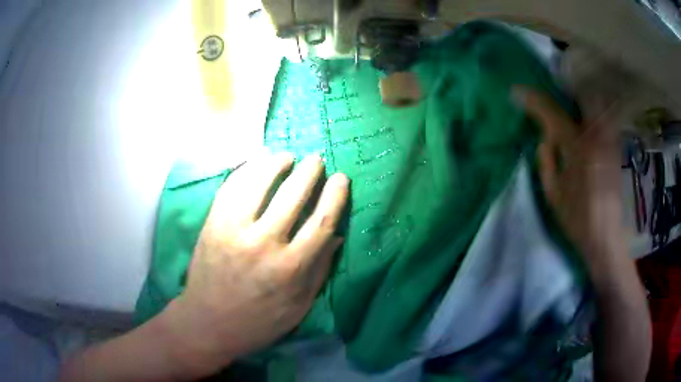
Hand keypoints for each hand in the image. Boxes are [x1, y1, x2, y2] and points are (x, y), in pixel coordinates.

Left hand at [160, 152, 348, 375]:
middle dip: (309, 172)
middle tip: (316, 159)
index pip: (322, 221)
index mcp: (291, 268)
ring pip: (259, 184)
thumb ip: (320, 270)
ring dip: (276, 164)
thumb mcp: (298, 306)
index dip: (335, 195)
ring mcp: (234, 230)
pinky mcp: (213, 224)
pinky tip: (255, 162)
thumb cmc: (258, 321)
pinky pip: (231, 188)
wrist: (207, 323)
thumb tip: (338, 235)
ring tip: (286, 156)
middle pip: (293, 196)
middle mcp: (264, 243)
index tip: (341, 178)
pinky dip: (245, 170)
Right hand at [517, 87, 651, 381]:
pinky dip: (592, 110)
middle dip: (565, 87)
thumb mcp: (553, 194)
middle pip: (582, 94)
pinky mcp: (616, 146)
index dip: (532, 99)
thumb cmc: (578, 220)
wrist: (607, 238)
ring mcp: (609, 139)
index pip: (551, 112)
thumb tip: (544, 137)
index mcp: (577, 147)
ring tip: (568, 101)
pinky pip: (603, 116)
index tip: (516, 92)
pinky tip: (584, 118)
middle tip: (553, 91)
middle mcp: (596, 135)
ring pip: (596, 102)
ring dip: (580, 96)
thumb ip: (546, 160)